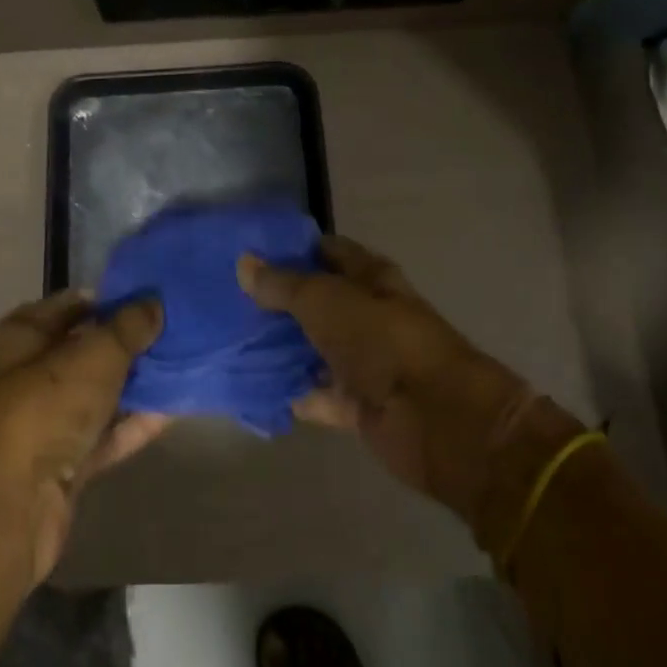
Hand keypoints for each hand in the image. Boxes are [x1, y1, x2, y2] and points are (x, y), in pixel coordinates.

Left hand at [0, 290, 169, 582]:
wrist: (10, 505)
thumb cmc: (46, 406)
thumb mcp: (96, 353)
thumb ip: (130, 325)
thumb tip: (154, 303)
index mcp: (26, 333)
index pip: (76, 303)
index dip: (114, 297)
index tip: (157, 296)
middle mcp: (32, 372)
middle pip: (90, 348)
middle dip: (132, 341)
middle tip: (180, 330)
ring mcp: (48, 421)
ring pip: (102, 393)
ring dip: (139, 383)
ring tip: (186, 364)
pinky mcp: (65, 464)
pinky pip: (108, 433)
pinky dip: (137, 422)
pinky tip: (175, 410)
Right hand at [238, 234, 534, 525]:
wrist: (434, 418)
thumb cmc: (380, 340)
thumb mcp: (323, 300)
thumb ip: (282, 284)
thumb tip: (244, 262)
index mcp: (370, 277)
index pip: (327, 251)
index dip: (292, 249)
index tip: (250, 253)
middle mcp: (369, 314)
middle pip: (320, 301)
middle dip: (281, 301)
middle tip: (231, 300)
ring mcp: (366, 361)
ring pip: (318, 348)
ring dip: (285, 348)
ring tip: (235, 341)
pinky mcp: (361, 404)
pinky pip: (321, 395)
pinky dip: (297, 394)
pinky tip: (258, 388)